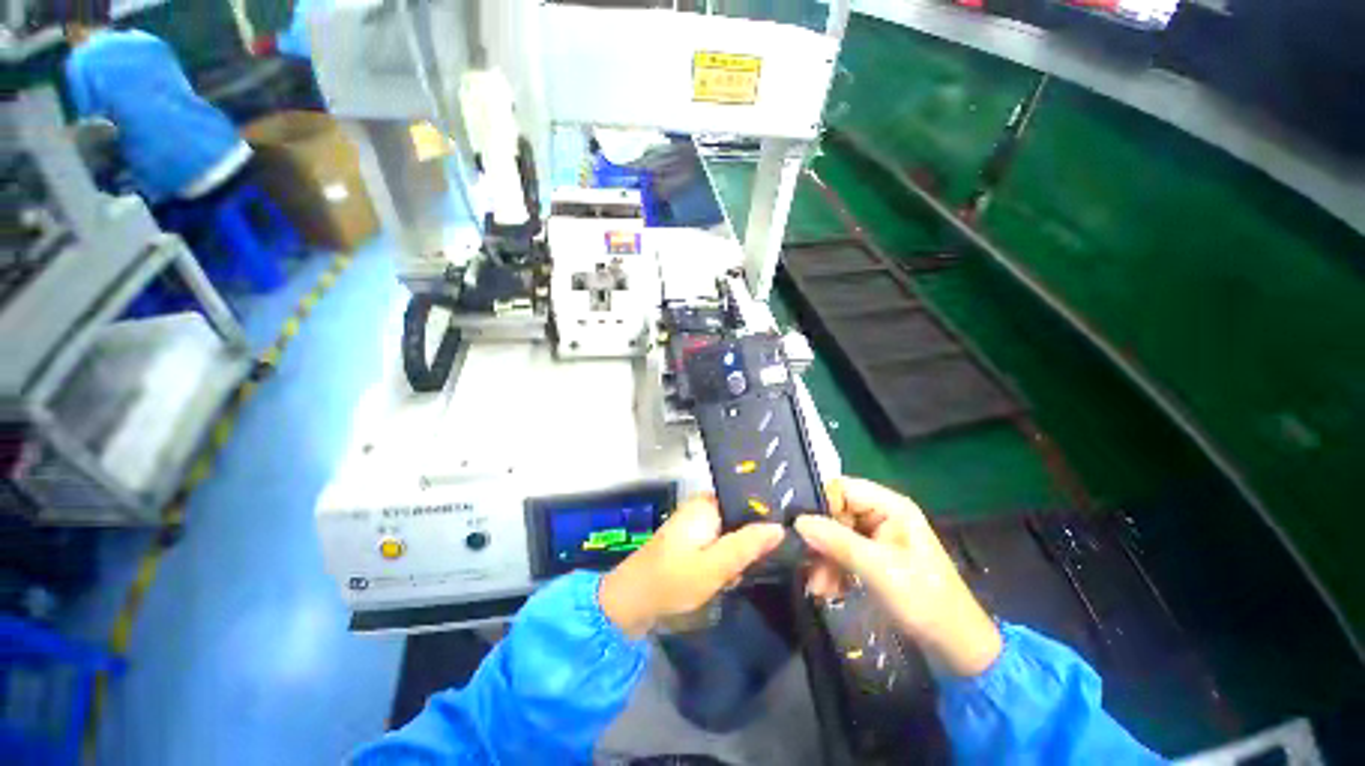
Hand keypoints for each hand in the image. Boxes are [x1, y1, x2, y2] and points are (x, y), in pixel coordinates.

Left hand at [600, 494, 784, 638]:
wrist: (632, 601)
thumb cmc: (673, 580)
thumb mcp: (715, 566)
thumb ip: (747, 545)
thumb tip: (779, 527)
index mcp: (707, 504)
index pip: (747, 500)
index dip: (765, 518)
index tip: (782, 539)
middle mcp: (702, 507)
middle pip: (740, 517)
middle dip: (750, 541)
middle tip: (755, 565)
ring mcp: (695, 522)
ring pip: (731, 532)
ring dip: (738, 553)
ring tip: (738, 574)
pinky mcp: (691, 539)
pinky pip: (719, 542)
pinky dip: (725, 558)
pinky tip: (726, 577)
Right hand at [794, 478, 1001, 676]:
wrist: (955, 647)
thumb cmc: (924, 601)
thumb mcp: (878, 569)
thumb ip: (838, 542)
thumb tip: (798, 522)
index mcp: (890, 506)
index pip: (842, 489)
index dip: (820, 506)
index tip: (803, 531)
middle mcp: (881, 514)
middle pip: (835, 513)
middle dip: (821, 541)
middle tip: (807, 565)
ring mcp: (877, 536)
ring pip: (835, 535)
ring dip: (824, 560)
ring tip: (819, 588)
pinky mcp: (873, 556)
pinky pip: (842, 552)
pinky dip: (833, 569)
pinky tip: (830, 590)